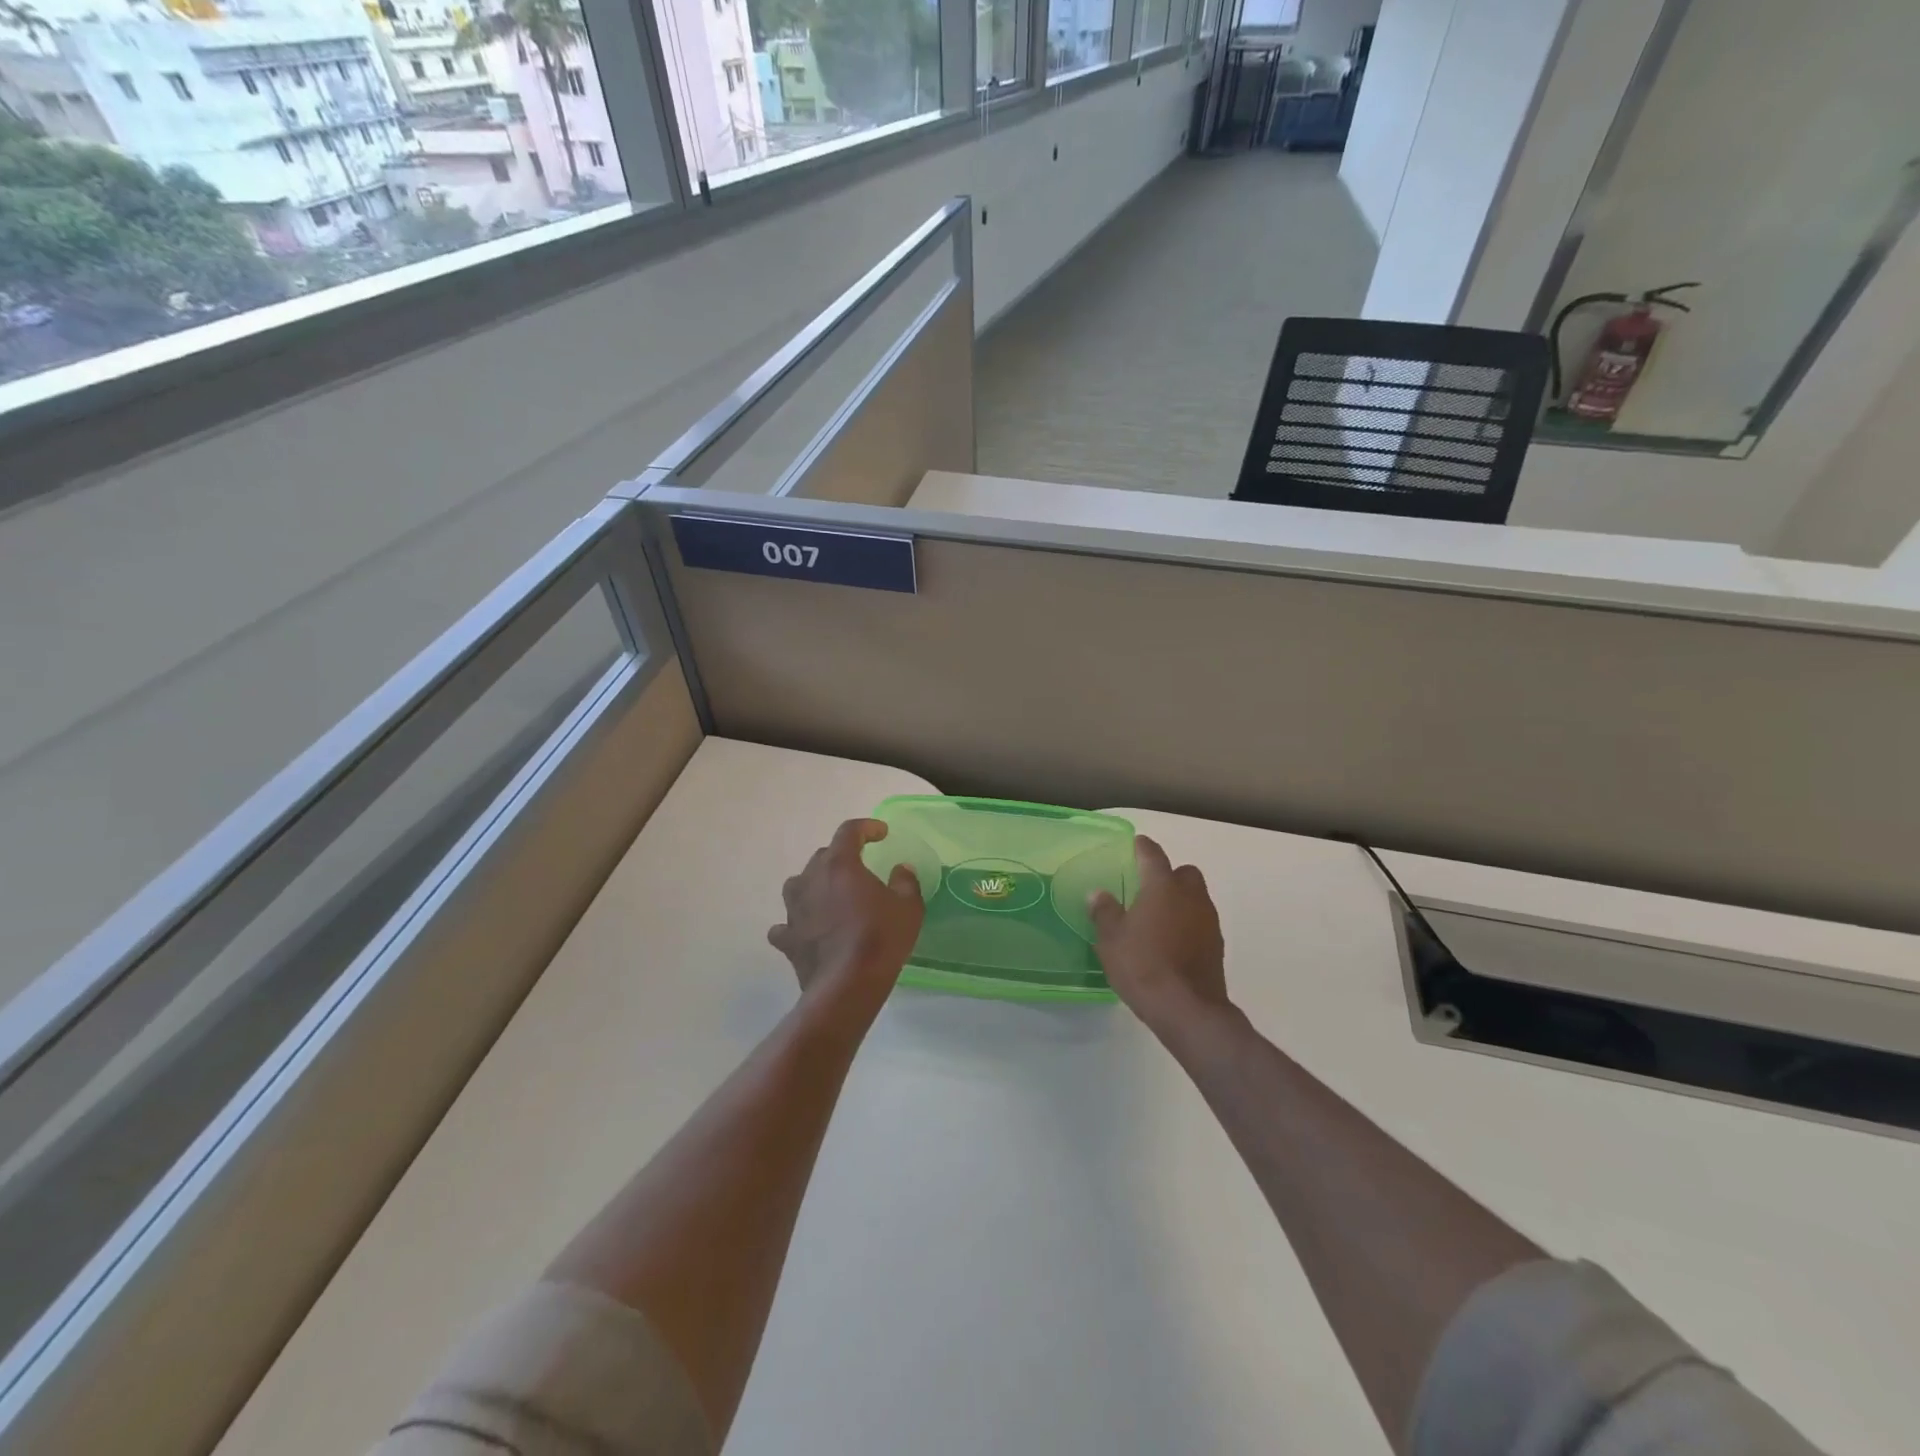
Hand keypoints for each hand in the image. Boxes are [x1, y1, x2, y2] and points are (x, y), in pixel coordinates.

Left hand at [769, 819, 923, 1022]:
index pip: (849, 831)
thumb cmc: (880, 938)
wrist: (847, 986)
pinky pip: (787, 923)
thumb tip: (901, 870)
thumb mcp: (908, 907)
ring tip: (832, 896)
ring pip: (800, 884)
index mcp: (839, 864)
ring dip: (816, 885)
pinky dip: (798, 922)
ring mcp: (793, 909)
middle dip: (842, 857)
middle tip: (861, 869)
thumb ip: (905, 882)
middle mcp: (810, 879)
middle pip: (823, 856)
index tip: (881, 833)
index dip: (867, 828)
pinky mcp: (787, 938)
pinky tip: (807, 930)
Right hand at [1089, 835, 1231, 1038]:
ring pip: (1196, 897)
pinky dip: (1188, 924)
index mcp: (1162, 887)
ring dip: (1180, 901)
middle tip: (1148, 888)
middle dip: (1169, 875)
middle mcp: (1190, 896)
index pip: (1153, 855)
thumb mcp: (1111, 939)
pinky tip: (1171, 942)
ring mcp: (1208, 921)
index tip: (1136, 844)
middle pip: (1184, 873)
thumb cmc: (1143, 966)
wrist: (1188, 1009)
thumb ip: (1105, 912)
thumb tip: (1099, 894)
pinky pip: (1200, 922)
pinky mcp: (1217, 945)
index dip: (1143, 847)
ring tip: (1157, 918)